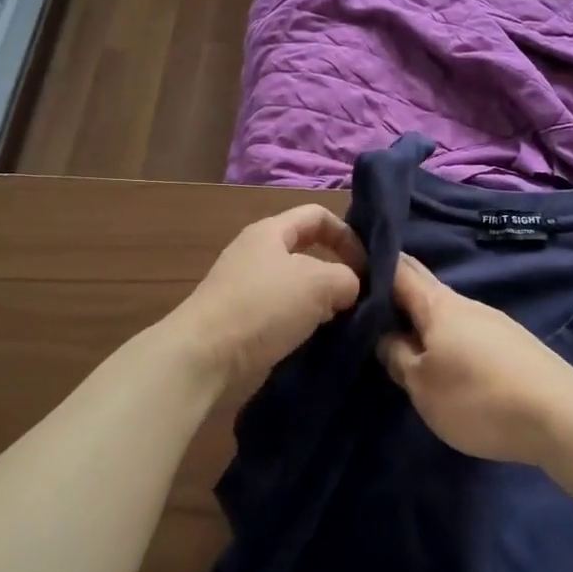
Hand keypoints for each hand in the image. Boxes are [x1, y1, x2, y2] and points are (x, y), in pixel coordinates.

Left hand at [169, 204, 365, 404]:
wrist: (204, 356)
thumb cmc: (263, 306)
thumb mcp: (319, 283)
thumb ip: (347, 278)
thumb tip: (349, 288)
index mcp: (271, 231)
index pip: (317, 215)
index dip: (348, 234)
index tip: (367, 266)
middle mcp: (256, 253)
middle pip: (308, 252)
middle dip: (337, 271)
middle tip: (359, 297)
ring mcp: (246, 287)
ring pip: (297, 286)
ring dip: (321, 302)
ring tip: (342, 322)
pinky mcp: (241, 319)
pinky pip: (282, 313)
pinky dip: (302, 323)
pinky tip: (316, 340)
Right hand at [378, 255, 572, 465]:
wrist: (560, 415)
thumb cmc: (478, 397)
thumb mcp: (422, 386)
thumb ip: (397, 356)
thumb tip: (384, 335)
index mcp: (437, 304)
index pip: (398, 269)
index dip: (372, 263)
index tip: (349, 266)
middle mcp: (465, 303)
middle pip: (422, 285)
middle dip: (395, 288)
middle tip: (365, 300)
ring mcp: (491, 320)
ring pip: (444, 309)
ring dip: (420, 316)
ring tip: (397, 334)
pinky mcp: (510, 342)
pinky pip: (465, 328)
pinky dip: (444, 333)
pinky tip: (441, 354)